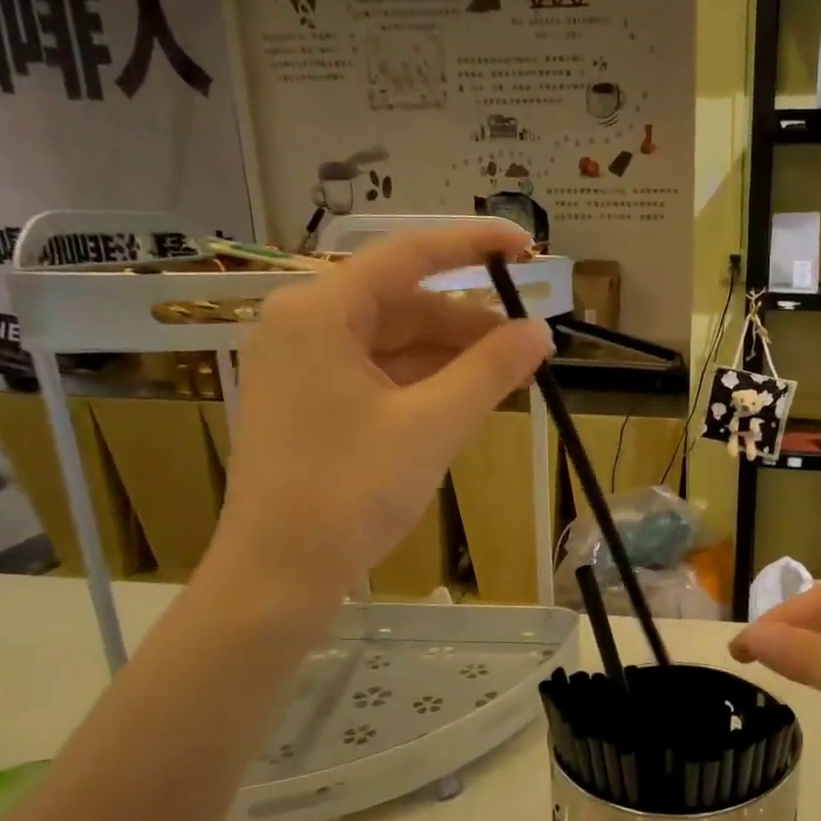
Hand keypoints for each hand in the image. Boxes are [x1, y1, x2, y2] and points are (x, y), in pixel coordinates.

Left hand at [203, 224, 551, 620]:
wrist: (279, 575)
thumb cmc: (351, 491)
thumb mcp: (433, 425)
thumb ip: (490, 370)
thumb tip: (541, 331)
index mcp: (320, 312)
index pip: (407, 256)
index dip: (472, 245)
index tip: (525, 247)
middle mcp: (305, 325)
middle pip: (404, 303)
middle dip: (470, 323)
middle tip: (531, 344)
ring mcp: (305, 366)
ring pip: (395, 342)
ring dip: (454, 356)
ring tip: (512, 376)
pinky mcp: (313, 403)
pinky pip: (382, 374)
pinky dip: (427, 382)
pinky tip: (469, 398)